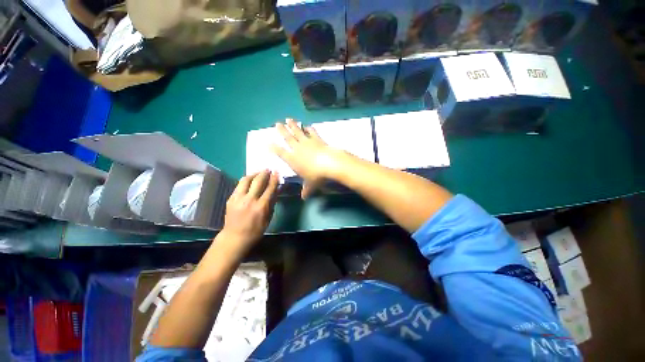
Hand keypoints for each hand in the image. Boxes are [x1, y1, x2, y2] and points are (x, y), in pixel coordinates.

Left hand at [222, 170, 277, 247]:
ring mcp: (238, 198)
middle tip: (268, 170)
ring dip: (253, 174)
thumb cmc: (254, 232)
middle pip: (258, 181)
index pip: (269, 189)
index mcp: (261, 207)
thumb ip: (271, 205)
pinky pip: (239, 186)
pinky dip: (245, 182)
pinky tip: (248, 183)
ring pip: (245, 180)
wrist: (235, 237)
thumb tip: (275, 192)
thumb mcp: (267, 220)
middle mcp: (249, 200)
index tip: (277, 173)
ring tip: (257, 173)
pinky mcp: (231, 198)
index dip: (274, 179)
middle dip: (264, 173)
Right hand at [271, 119, 346, 198]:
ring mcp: (307, 142)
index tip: (268, 142)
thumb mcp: (310, 185)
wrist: (330, 164)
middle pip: (288, 138)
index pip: (281, 153)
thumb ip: (306, 190)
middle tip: (277, 123)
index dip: (274, 148)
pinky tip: (307, 125)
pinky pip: (312, 132)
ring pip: (298, 132)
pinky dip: (309, 129)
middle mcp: (298, 149)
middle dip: (282, 131)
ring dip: (293, 125)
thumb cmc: (317, 176)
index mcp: (292, 160)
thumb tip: (303, 198)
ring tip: (288, 119)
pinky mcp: (317, 139)